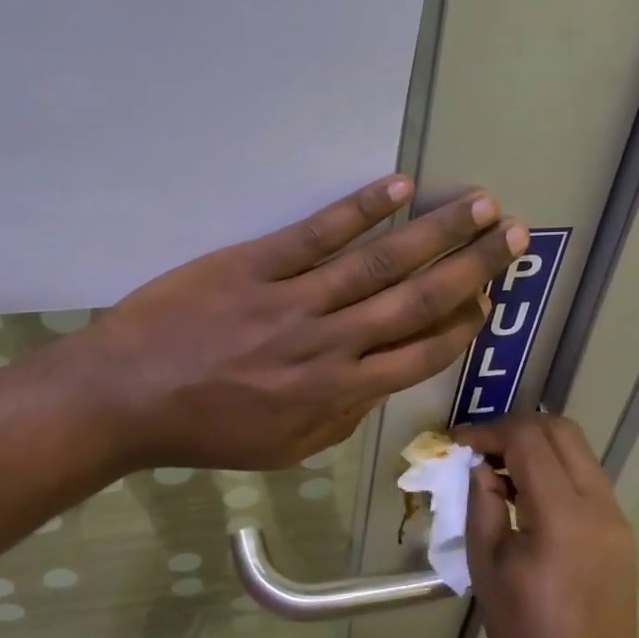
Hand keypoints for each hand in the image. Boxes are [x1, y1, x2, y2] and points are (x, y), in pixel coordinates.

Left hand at [75, 176, 526, 470]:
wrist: (127, 396)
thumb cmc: (206, 429)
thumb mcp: (282, 448)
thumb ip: (340, 419)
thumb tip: (380, 385)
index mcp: (335, 393)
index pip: (419, 355)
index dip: (461, 325)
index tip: (489, 300)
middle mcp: (328, 344)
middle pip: (415, 301)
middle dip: (470, 267)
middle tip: (511, 235)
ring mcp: (293, 300)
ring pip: (378, 263)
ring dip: (434, 232)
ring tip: (478, 204)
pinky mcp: (255, 264)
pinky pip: (317, 234)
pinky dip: (360, 210)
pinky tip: (398, 189)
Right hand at [459, 414, 638, 637]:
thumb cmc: (526, 636)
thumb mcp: (488, 566)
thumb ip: (483, 503)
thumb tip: (481, 467)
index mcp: (562, 513)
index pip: (527, 439)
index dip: (489, 431)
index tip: (458, 443)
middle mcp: (598, 503)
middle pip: (560, 430)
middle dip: (516, 428)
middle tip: (481, 449)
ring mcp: (616, 517)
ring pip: (578, 450)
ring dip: (537, 446)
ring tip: (500, 470)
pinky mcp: (621, 533)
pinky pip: (587, 478)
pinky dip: (556, 470)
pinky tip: (528, 496)